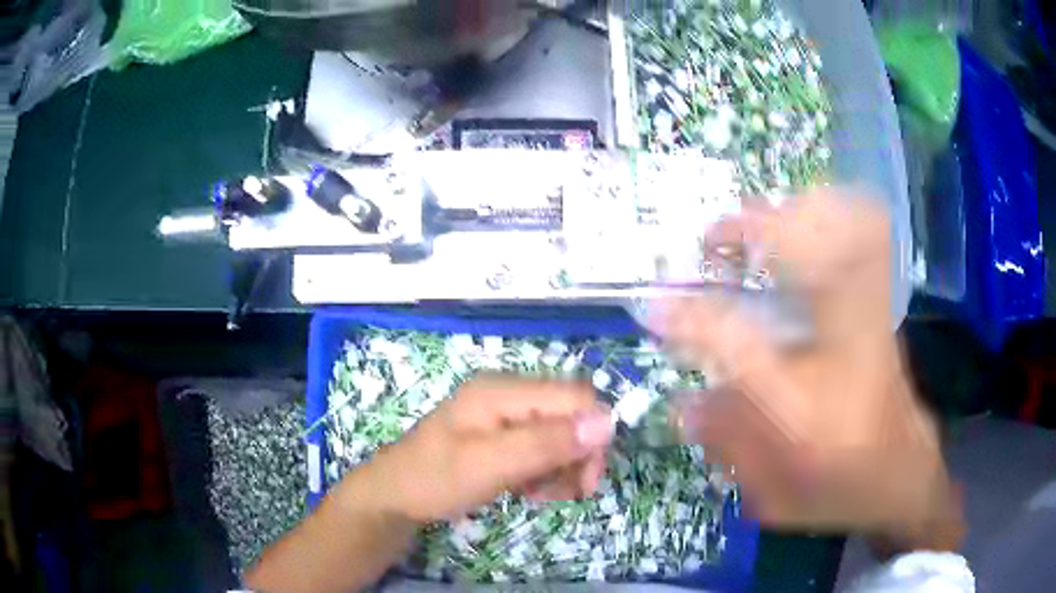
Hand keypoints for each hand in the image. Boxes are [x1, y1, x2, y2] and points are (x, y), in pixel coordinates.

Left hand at [358, 375, 613, 522]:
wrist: (393, 498)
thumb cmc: (434, 479)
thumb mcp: (489, 465)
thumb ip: (546, 443)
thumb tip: (608, 422)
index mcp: (503, 390)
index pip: (575, 397)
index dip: (592, 434)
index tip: (586, 478)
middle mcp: (508, 395)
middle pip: (571, 415)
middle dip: (578, 455)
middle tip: (571, 494)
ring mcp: (503, 416)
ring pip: (560, 436)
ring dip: (562, 467)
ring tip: (542, 495)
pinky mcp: (501, 437)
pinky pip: (540, 449)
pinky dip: (545, 472)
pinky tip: (530, 491)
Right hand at [657, 188, 960, 541]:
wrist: (905, 476)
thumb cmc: (838, 492)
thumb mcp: (771, 496)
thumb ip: (726, 444)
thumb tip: (685, 399)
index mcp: (807, 413)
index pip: (742, 348)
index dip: (692, 318)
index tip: (655, 305)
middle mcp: (844, 357)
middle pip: (812, 263)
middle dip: (755, 232)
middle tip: (713, 239)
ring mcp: (872, 325)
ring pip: (845, 235)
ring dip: (793, 217)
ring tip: (753, 223)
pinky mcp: (884, 310)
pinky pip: (868, 240)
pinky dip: (834, 216)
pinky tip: (805, 220)